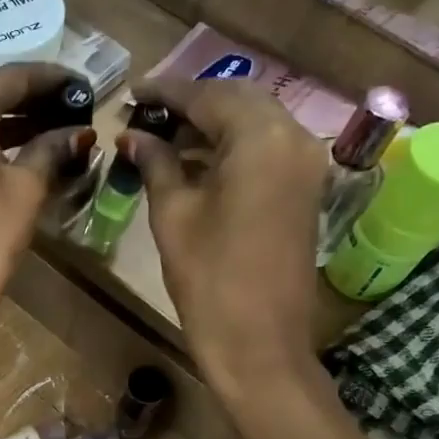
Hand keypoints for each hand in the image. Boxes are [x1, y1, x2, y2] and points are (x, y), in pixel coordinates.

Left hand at [0, 63, 92, 344]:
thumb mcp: (26, 189)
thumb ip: (53, 149)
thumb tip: (80, 132)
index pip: (14, 76)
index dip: (55, 80)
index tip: (89, 87)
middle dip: (37, 102)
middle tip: (80, 111)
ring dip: (18, 124)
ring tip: (63, 132)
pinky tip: (29, 153)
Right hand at [121, 79, 324, 404]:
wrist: (259, 344)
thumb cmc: (209, 280)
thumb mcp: (173, 216)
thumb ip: (156, 164)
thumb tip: (134, 136)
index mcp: (261, 138)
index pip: (208, 97)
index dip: (166, 94)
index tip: (131, 94)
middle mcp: (294, 137)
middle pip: (238, 102)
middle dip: (191, 105)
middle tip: (147, 116)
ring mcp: (306, 164)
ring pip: (255, 124)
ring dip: (212, 125)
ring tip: (164, 138)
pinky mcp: (305, 190)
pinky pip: (267, 149)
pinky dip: (232, 147)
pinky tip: (197, 161)